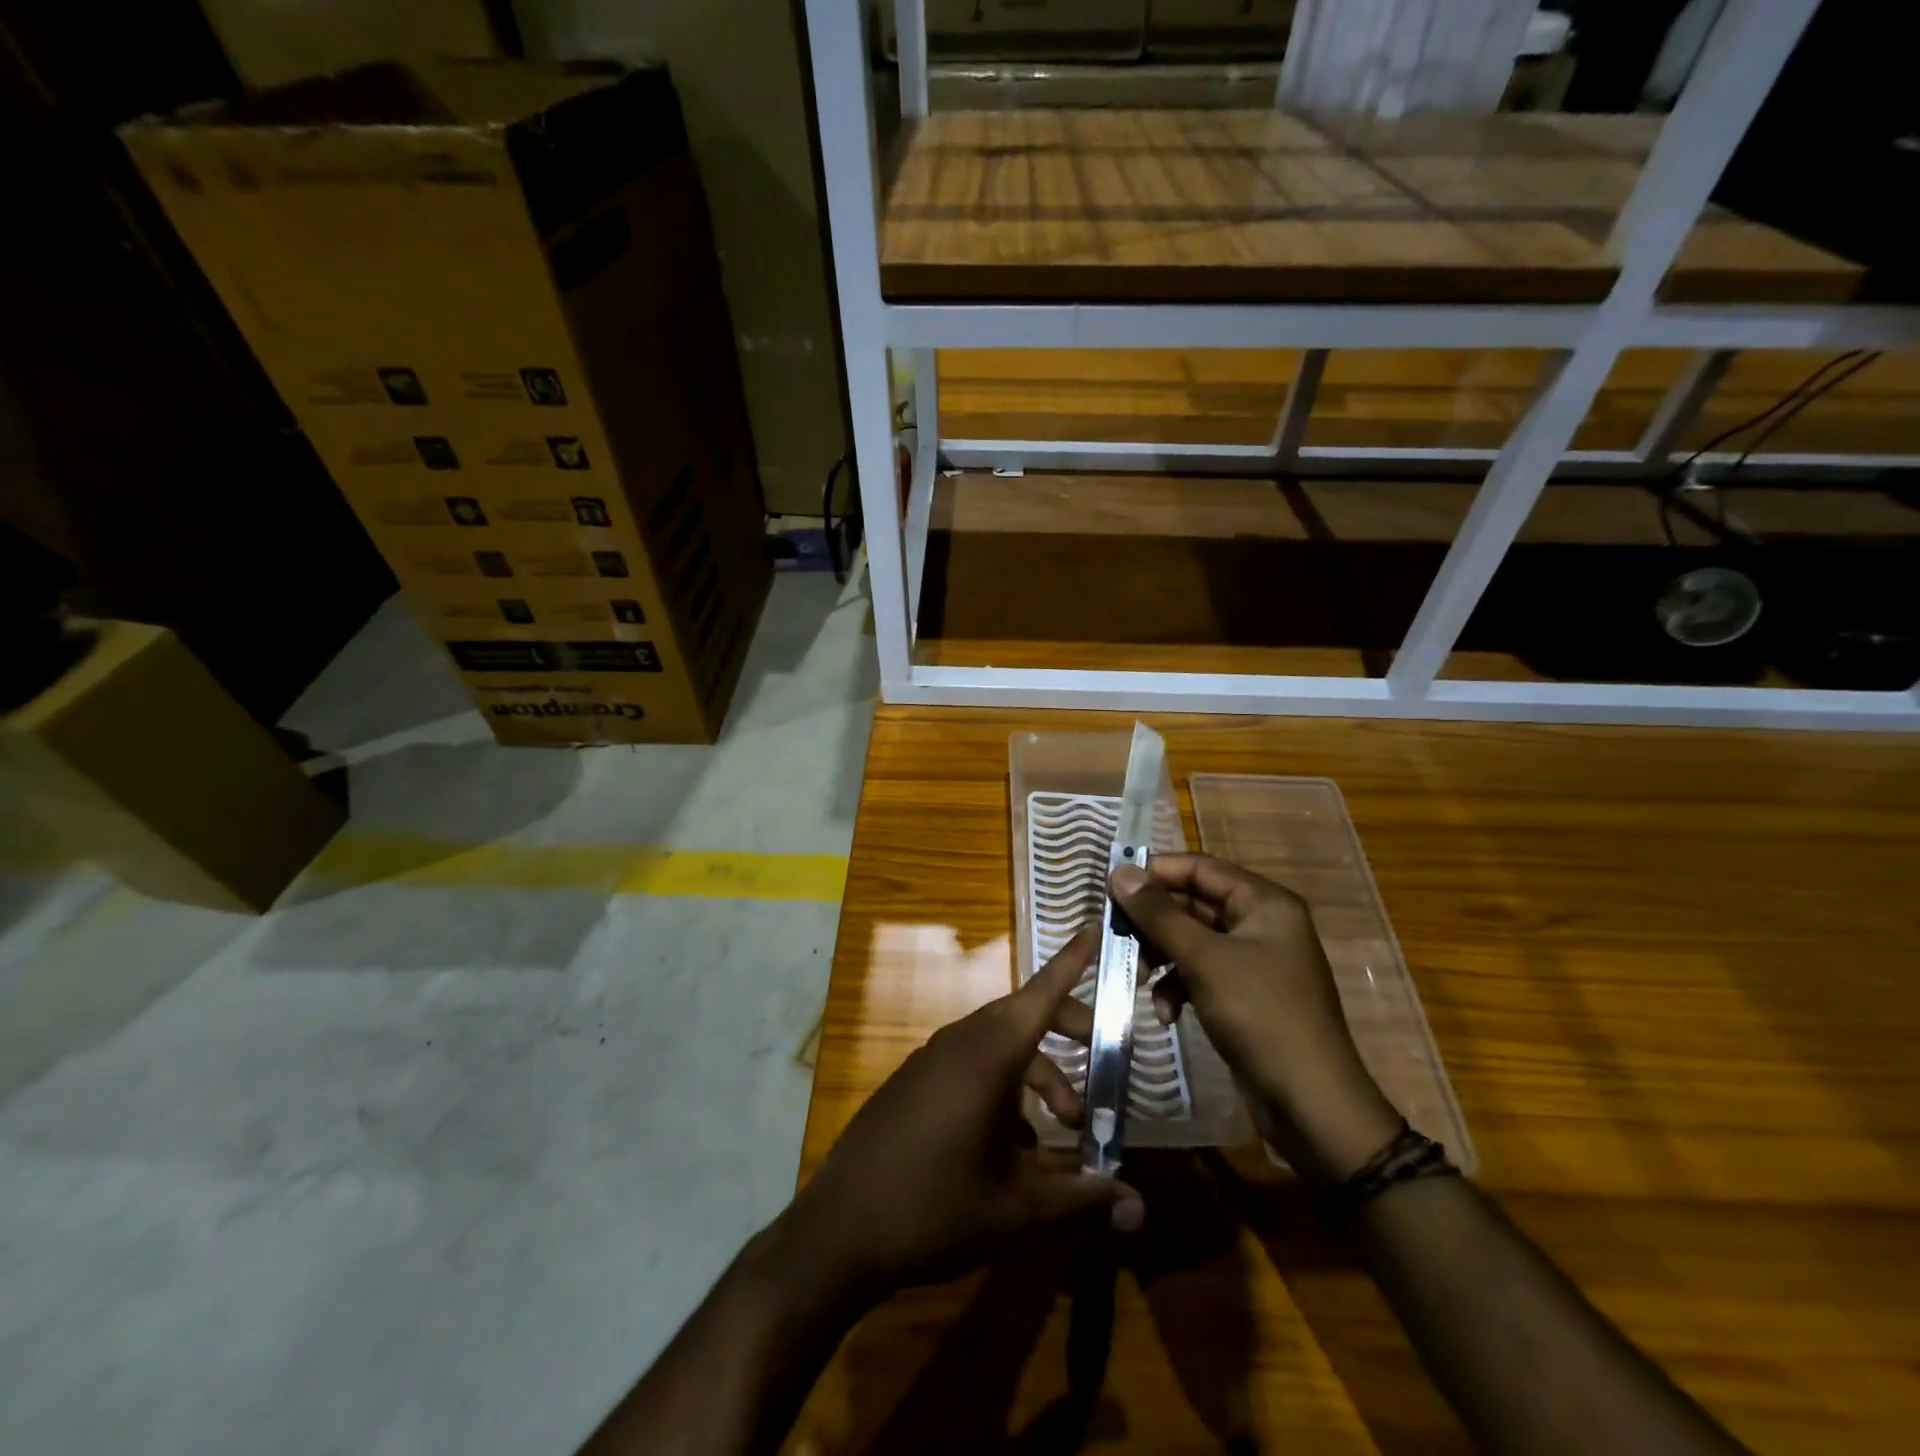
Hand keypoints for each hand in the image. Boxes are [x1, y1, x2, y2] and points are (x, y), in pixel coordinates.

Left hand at [782, 925, 1144, 1304]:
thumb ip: (1082, 1200)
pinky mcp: (915, 1080)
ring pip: (1000, 1046)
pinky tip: (1014, 1147)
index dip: (1073, 959)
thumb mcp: (1017, 1210)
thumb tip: (1141, 1208)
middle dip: (1069, 1032)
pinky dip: (1003, 1087)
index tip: (1096, 926)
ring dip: (1038, 1075)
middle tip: (1103, 1063)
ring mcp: (933, 1058)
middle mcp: (961, 1041)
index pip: (1043, 992)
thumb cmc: (935, 1208)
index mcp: (989, 1053)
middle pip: (1026, 1017)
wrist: (840, 1230)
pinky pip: (971, 1065)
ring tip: (1063, 1129)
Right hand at [1110, 854, 1400, 1181]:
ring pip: (1192, 940)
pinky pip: (1201, 973)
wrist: (1311, 1104)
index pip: (1199, 868)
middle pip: (1193, 904)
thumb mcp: (1204, 959)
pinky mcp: (1245, 994)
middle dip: (1153, 923)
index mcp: (1264, 902)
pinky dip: (1178, 987)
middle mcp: (1261, 923)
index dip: (1155, 873)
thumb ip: (1159, 914)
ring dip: (1161, 957)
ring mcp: (1254, 961)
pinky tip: (1166, 1014)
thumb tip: (1120, 872)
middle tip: (1115, 938)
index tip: (1111, 888)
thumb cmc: (1261, 1016)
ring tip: (1139, 979)